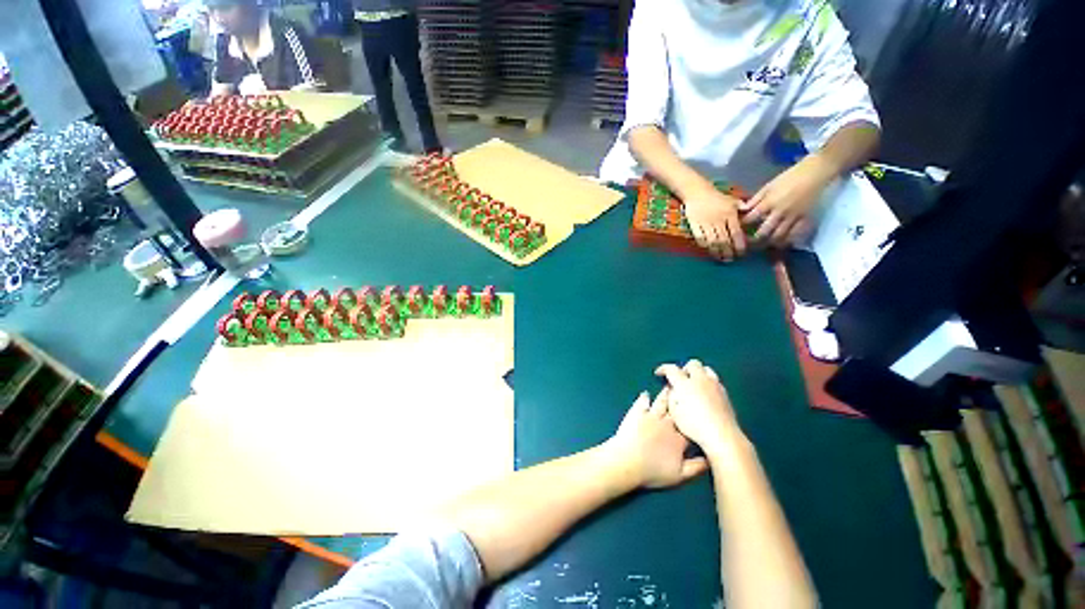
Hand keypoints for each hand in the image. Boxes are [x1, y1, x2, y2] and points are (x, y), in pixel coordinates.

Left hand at [606, 390, 708, 488]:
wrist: (627, 462)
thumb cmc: (653, 471)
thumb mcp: (680, 476)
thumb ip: (697, 467)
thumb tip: (710, 460)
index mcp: (679, 439)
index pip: (691, 427)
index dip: (696, 419)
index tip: (701, 409)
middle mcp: (667, 424)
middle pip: (677, 410)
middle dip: (683, 401)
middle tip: (687, 389)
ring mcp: (651, 416)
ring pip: (662, 402)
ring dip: (666, 394)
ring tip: (671, 386)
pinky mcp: (636, 413)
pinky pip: (642, 402)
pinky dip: (644, 397)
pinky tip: (645, 393)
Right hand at [655, 360, 738, 452]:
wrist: (721, 435)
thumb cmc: (694, 426)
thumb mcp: (674, 412)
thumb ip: (670, 396)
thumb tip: (672, 388)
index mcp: (684, 384)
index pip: (671, 369)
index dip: (663, 369)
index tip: (659, 373)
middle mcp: (700, 380)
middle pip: (692, 364)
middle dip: (683, 368)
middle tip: (679, 377)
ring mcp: (714, 385)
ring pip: (706, 369)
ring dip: (698, 373)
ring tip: (693, 382)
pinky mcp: (724, 393)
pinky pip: (714, 379)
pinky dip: (707, 382)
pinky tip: (705, 392)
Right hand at [683, 187, 746, 261]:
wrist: (696, 192)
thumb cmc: (715, 197)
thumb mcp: (731, 200)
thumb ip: (741, 209)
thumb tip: (752, 215)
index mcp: (729, 214)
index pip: (736, 232)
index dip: (739, 244)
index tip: (742, 252)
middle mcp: (718, 220)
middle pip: (724, 240)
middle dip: (728, 251)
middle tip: (731, 259)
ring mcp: (705, 223)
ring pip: (712, 241)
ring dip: (717, 252)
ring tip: (721, 258)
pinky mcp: (694, 225)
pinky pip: (700, 238)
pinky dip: (705, 245)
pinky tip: (708, 250)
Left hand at [741, 156, 835, 247]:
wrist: (817, 172)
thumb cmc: (790, 177)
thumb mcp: (769, 186)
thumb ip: (755, 200)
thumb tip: (742, 209)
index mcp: (769, 202)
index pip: (750, 219)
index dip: (743, 226)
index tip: (740, 229)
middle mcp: (780, 212)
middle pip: (763, 232)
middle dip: (754, 239)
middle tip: (750, 242)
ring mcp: (794, 217)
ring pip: (779, 237)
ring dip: (770, 243)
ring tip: (765, 244)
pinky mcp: (807, 219)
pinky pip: (796, 235)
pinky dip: (787, 240)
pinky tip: (782, 242)